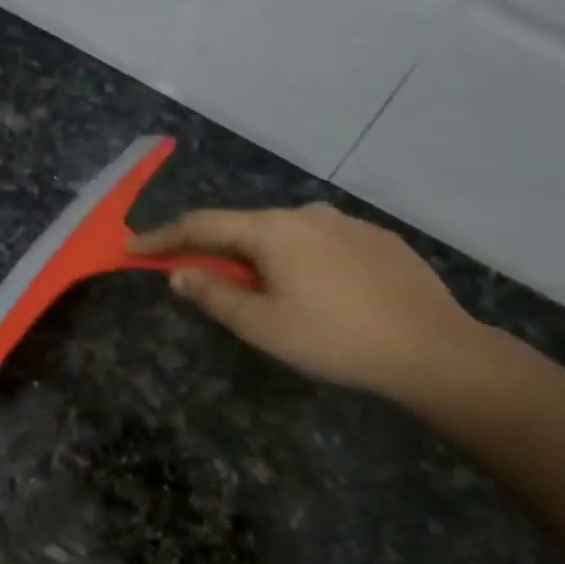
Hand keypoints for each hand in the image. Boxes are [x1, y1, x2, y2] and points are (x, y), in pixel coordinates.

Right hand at [130, 204, 478, 401]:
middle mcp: (308, 214)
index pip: (202, 225)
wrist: (431, 349)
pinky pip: (321, 244)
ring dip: (259, 257)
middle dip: (214, 250)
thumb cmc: (333, 338)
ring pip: (285, 235)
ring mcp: (348, 224)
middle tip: (196, 278)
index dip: (163, 237)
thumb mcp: (261, 325)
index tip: (133, 248)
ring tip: (262, 293)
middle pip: (244, 227)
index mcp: (273, 230)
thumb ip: (214, 296)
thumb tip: (181, 274)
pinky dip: (299, 260)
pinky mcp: (378, 240)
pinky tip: (314, 292)